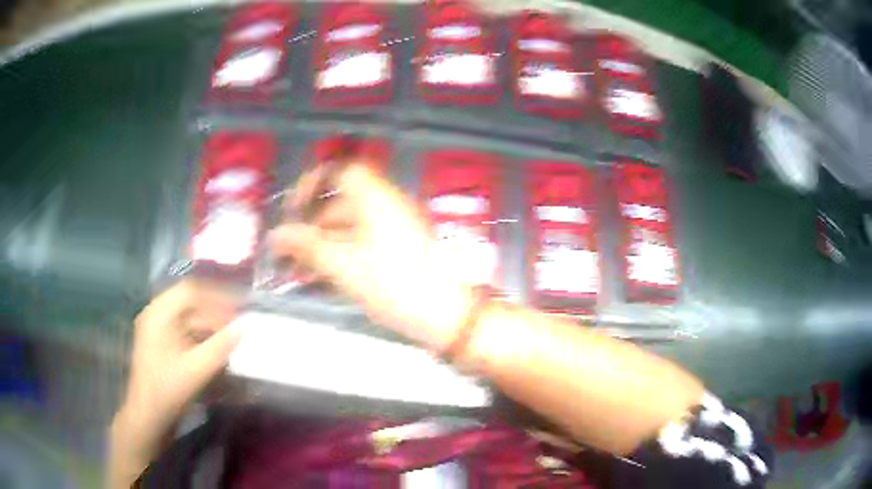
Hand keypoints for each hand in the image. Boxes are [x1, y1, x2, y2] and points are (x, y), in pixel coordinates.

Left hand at [110, 280, 240, 486]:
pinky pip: (185, 331)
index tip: (239, 306)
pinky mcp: (163, 344)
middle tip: (237, 323)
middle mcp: (156, 315)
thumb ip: (220, 347)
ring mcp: (158, 330)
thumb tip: (243, 327)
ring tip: (231, 336)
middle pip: (189, 303)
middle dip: (214, 311)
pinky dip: (202, 336)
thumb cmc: (168, 390)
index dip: (216, 296)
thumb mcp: (196, 369)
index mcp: (159, 314)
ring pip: (189, 318)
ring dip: (210, 324)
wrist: (149, 416)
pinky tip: (216, 347)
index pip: (190, 291)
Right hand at [270, 163, 473, 349]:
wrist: (448, 315)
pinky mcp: (399, 251)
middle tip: (287, 254)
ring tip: (299, 273)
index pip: (341, 171)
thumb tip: (276, 235)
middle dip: (310, 227)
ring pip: (348, 228)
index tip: (293, 211)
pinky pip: (362, 244)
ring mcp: (395, 229)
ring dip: (322, 246)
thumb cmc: (394, 284)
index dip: (312, 184)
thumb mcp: (343, 265)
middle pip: (339, 205)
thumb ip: (306, 246)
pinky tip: (323, 278)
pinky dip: (340, 256)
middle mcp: (386, 206)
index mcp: (376, 198)